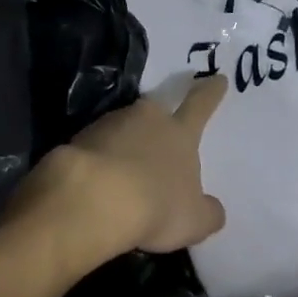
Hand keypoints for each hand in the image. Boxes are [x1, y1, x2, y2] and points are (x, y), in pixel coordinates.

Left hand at [14, 78, 228, 267]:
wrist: (94, 197)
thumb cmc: (156, 205)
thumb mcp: (194, 219)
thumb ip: (208, 212)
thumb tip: (213, 208)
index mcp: (179, 132)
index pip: (200, 105)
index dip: (210, 92)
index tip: (216, 77)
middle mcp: (147, 118)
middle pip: (156, 112)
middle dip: (158, 122)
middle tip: (158, 141)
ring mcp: (111, 123)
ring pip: (124, 128)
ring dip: (126, 145)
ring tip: (124, 176)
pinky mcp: (81, 136)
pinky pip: (97, 145)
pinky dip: (101, 159)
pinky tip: (99, 183)